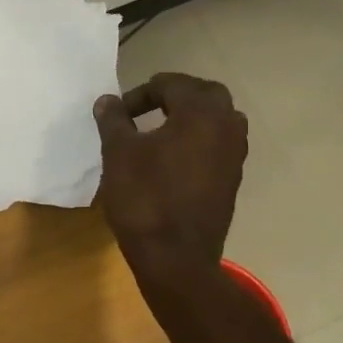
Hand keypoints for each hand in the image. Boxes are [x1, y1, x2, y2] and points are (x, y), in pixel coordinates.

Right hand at [94, 73, 249, 278]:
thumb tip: (108, 100)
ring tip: (160, 131)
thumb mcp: (118, 154)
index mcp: (201, 113)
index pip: (172, 84)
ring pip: (218, 120)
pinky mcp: (232, 180)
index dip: (140, 93)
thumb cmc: (144, 198)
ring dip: (191, 117)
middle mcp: (227, 127)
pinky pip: (218, 145)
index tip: (118, 113)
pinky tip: (173, 159)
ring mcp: (235, 155)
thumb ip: (114, 121)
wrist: (175, 257)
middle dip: (174, 95)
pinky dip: (198, 141)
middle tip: (145, 109)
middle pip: (205, 95)